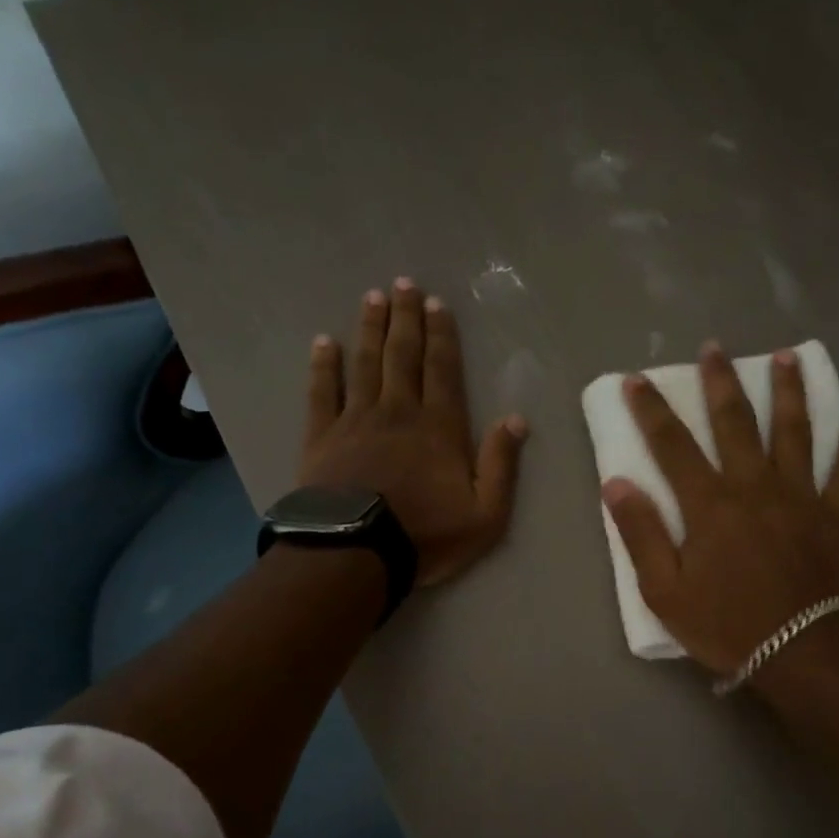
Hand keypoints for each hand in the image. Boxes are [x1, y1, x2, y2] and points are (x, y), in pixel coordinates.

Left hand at [299, 278, 527, 587]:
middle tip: (403, 284)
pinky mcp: (322, 436)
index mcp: (439, 428)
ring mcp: (356, 420)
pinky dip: (323, 365)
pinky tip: (323, 342)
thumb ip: (501, 465)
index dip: (441, 335)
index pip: (442, 370)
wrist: (357, 553)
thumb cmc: (427, 534)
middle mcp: (398, 412)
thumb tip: (516, 419)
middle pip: (402, 356)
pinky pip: (322, 391)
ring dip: (369, 329)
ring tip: (372, 298)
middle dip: (405, 319)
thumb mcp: (486, 513)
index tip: (436, 304)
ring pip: (364, 363)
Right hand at [602, 342, 838, 675]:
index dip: (652, 410)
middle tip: (714, 348)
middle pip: (736, 422)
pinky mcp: (836, 515)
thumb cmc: (727, 625)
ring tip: (787, 358)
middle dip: (721, 382)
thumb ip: (641, 535)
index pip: (673, 445)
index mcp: (709, 504)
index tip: (638, 380)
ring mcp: (801, 496)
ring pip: (795, 432)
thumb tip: (616, 483)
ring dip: (789, 392)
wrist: (801, 653)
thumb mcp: (665, 592)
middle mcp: (755, 486)